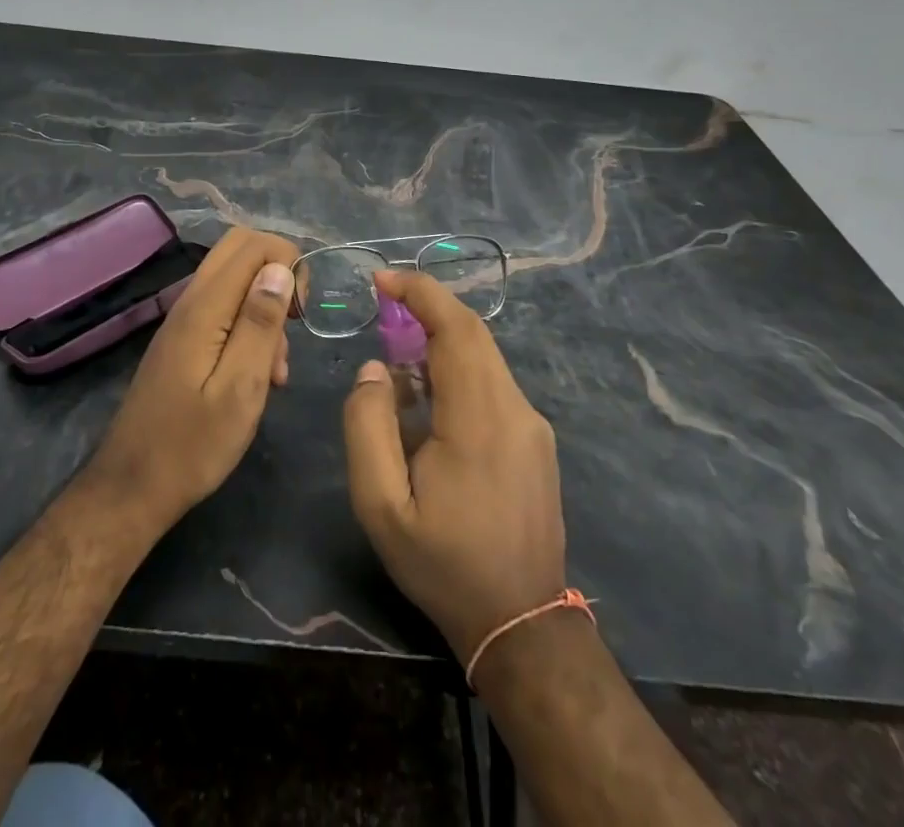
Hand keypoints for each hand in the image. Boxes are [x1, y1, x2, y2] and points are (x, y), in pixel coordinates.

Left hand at [88, 228, 298, 531]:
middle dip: (278, 273)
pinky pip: (224, 308)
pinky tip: (258, 375)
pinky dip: (249, 326)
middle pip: (240, 248)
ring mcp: (184, 319)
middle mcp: (191, 300)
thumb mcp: (240, 389)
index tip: (300, 314)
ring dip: (265, 306)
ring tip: (276, 368)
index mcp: (205, 307)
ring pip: (235, 279)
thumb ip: (260, 324)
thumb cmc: (193, 445)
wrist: (133, 486)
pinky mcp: (183, 339)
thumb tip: (281, 268)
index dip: (289, 264)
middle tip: (293, 323)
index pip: (254, 244)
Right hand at [342, 268, 566, 663]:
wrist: (522, 624)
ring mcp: (531, 424)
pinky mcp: (535, 439)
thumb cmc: (444, 565)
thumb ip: (367, 427)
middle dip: (427, 309)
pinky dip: (456, 370)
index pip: (456, 328)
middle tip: (383, 311)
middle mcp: (515, 409)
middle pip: (473, 333)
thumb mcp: (381, 506)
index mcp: (479, 419)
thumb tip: (376, 369)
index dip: (421, 292)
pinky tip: (428, 404)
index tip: (382, 279)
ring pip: (484, 356)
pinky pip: (492, 383)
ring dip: (439, 342)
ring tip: (397, 365)